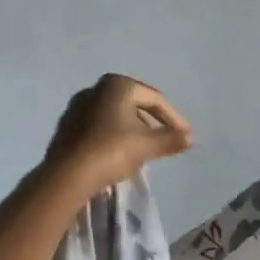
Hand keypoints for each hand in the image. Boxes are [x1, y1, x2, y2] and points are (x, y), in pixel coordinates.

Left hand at [43, 74, 193, 196]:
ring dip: (132, 130)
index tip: (185, 136)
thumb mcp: (147, 145)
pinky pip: (99, 128)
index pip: (154, 99)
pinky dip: (113, 137)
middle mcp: (96, 89)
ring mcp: (77, 107)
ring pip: (115, 116)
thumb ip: (171, 139)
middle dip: (152, 123)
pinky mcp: (67, 126)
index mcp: (117, 85)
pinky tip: (119, 154)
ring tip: (145, 149)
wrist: (68, 175)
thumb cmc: (112, 150)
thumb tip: (192, 138)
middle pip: (134, 105)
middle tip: (166, 140)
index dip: (174, 118)